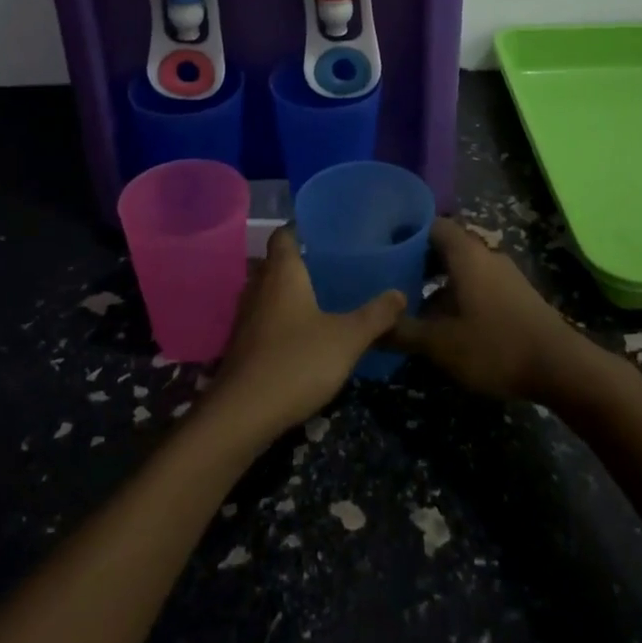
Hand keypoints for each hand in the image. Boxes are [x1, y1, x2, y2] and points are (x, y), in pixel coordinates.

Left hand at [205, 227, 406, 443]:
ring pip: (267, 291)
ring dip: (289, 292)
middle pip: (275, 262)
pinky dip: (280, 318)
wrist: (242, 414)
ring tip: (321, 297)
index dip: (301, 227)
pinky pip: (263, 318)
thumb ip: (375, 315)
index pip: (284, 234)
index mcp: (282, 273)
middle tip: (332, 264)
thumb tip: (400, 293)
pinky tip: (302, 333)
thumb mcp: (347, 339)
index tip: (326, 229)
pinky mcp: (241, 345)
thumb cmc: (296, 362)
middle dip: (299, 261)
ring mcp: (245, 317)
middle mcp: (258, 287)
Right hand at [385, 219, 608, 402]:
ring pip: (462, 267)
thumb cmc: (495, 346)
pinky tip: (445, 321)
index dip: (406, 232)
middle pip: (446, 246)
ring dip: (438, 281)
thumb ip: (402, 332)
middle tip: (390, 278)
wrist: (561, 367)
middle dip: (418, 260)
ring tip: (411, 303)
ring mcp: (504, 275)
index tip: (382, 246)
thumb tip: (370, 327)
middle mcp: (486, 255)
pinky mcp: (515, 295)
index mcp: (466, 254)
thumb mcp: (441, 344)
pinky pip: (477, 283)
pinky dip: (457, 293)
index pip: (432, 225)